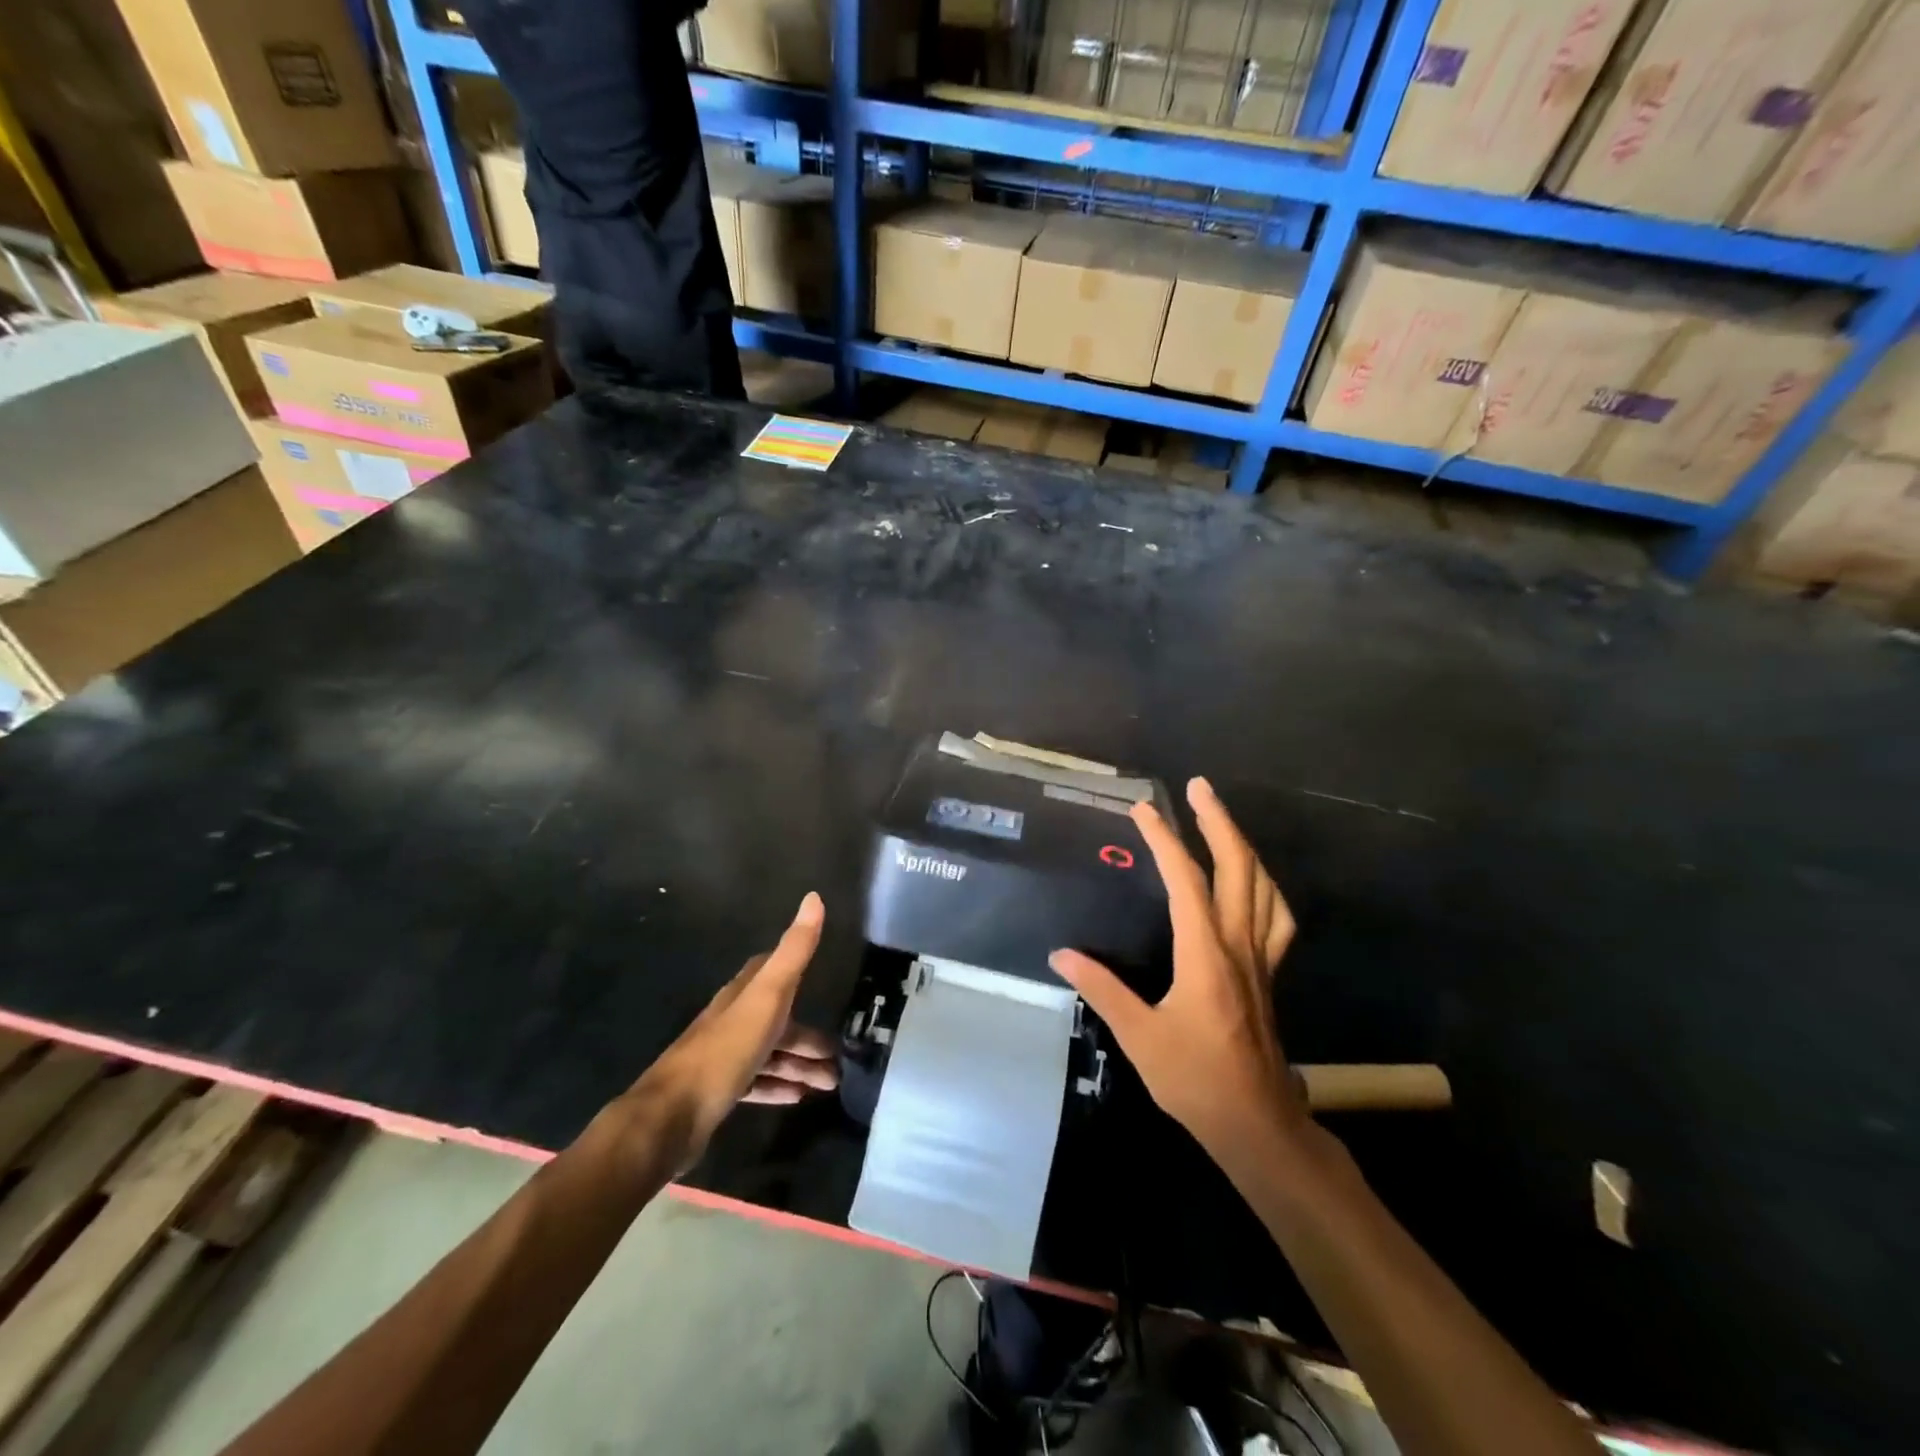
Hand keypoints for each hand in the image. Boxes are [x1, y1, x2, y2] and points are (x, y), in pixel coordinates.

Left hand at [638, 892, 837, 1158]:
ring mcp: (723, 1058)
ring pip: (770, 1054)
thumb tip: (814, 897)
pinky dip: (779, 1086)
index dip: (793, 969)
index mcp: (742, 994)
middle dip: (808, 1036)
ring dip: (800, 1065)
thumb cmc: (725, 1050)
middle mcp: (731, 1020)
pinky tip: (798, 1098)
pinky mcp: (718, 1092)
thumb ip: (794, 951)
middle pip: (776, 1020)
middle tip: (840, 1057)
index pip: (769, 970)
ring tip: (830, 1083)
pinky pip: (757, 1083)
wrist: (671, 1116)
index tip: (821, 973)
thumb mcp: (768, 996)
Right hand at [1050, 779, 1303, 1161]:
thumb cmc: (1194, 1079)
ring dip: (1244, 845)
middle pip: (1238, 867)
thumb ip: (1101, 989)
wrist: (1256, 1124)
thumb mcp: (1139, 1036)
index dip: (1164, 839)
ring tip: (1223, 820)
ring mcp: (1260, 958)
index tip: (1143, 809)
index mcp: (1205, 953)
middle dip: (1218, 821)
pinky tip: (1255, 882)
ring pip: (1264, 886)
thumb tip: (1061, 953)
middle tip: (1199, 788)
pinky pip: (1277, 917)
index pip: (1186, 879)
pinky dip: (1267, 886)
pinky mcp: (1269, 974)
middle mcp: (1238, 944)